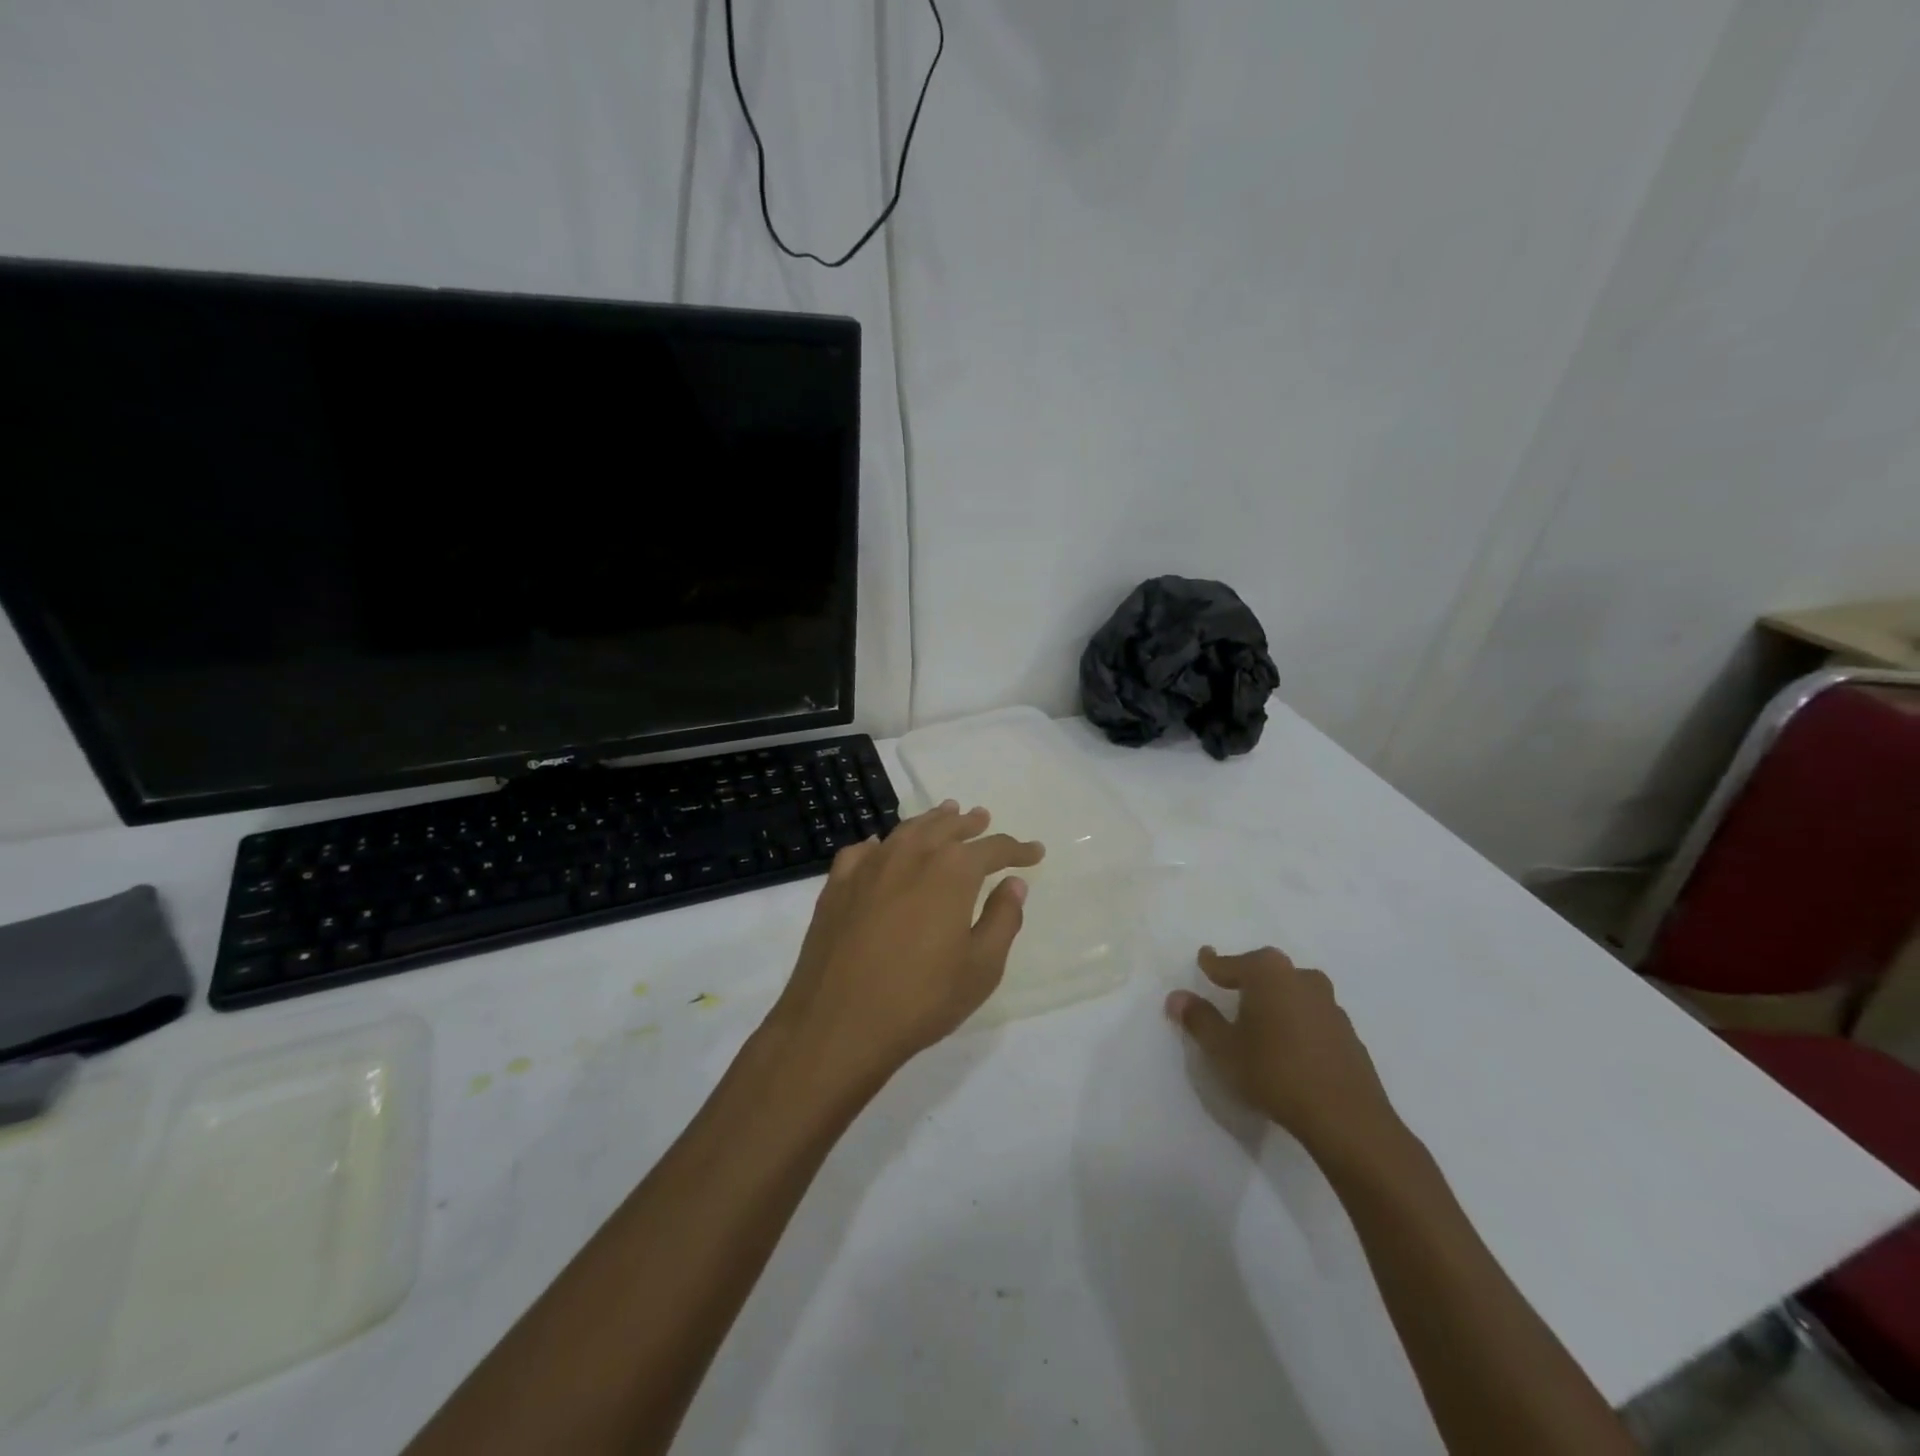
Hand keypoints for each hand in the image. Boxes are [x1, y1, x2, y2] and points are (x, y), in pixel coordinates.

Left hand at [768, 802, 1044, 1084]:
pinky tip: (882, 849)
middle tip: (982, 818)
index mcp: (951, 871)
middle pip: (945, 828)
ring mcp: (869, 867)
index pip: (992, 849)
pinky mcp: (837, 886)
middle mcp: (910, 855)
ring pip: (906, 831)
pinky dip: (881, 845)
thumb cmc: (921, 999)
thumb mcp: (981, 968)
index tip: (1035, 852)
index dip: (1017, 849)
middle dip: (968, 824)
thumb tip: (1013, 884)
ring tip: (943, 815)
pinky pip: (863, 852)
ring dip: (929, 822)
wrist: (838, 1023)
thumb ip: (1002, 919)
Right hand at [1166, 946, 1407, 1167]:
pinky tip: (1289, 1045)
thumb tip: (1176, 996)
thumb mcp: (1224, 1048)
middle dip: (1248, 976)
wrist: (1346, 1118)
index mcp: (1268, 973)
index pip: (1231, 962)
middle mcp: (1300, 978)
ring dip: (1275, 999)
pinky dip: (1297, 1021)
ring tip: (1260, 1019)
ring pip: (1293, 991)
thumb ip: (1199, 1019)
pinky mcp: (1348, 1032)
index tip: (1204, 958)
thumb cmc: (1274, 1072)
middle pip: (1266, 969)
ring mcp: (1329, 1004)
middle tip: (1230, 989)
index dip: (1213, 963)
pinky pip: (1312, 1016)